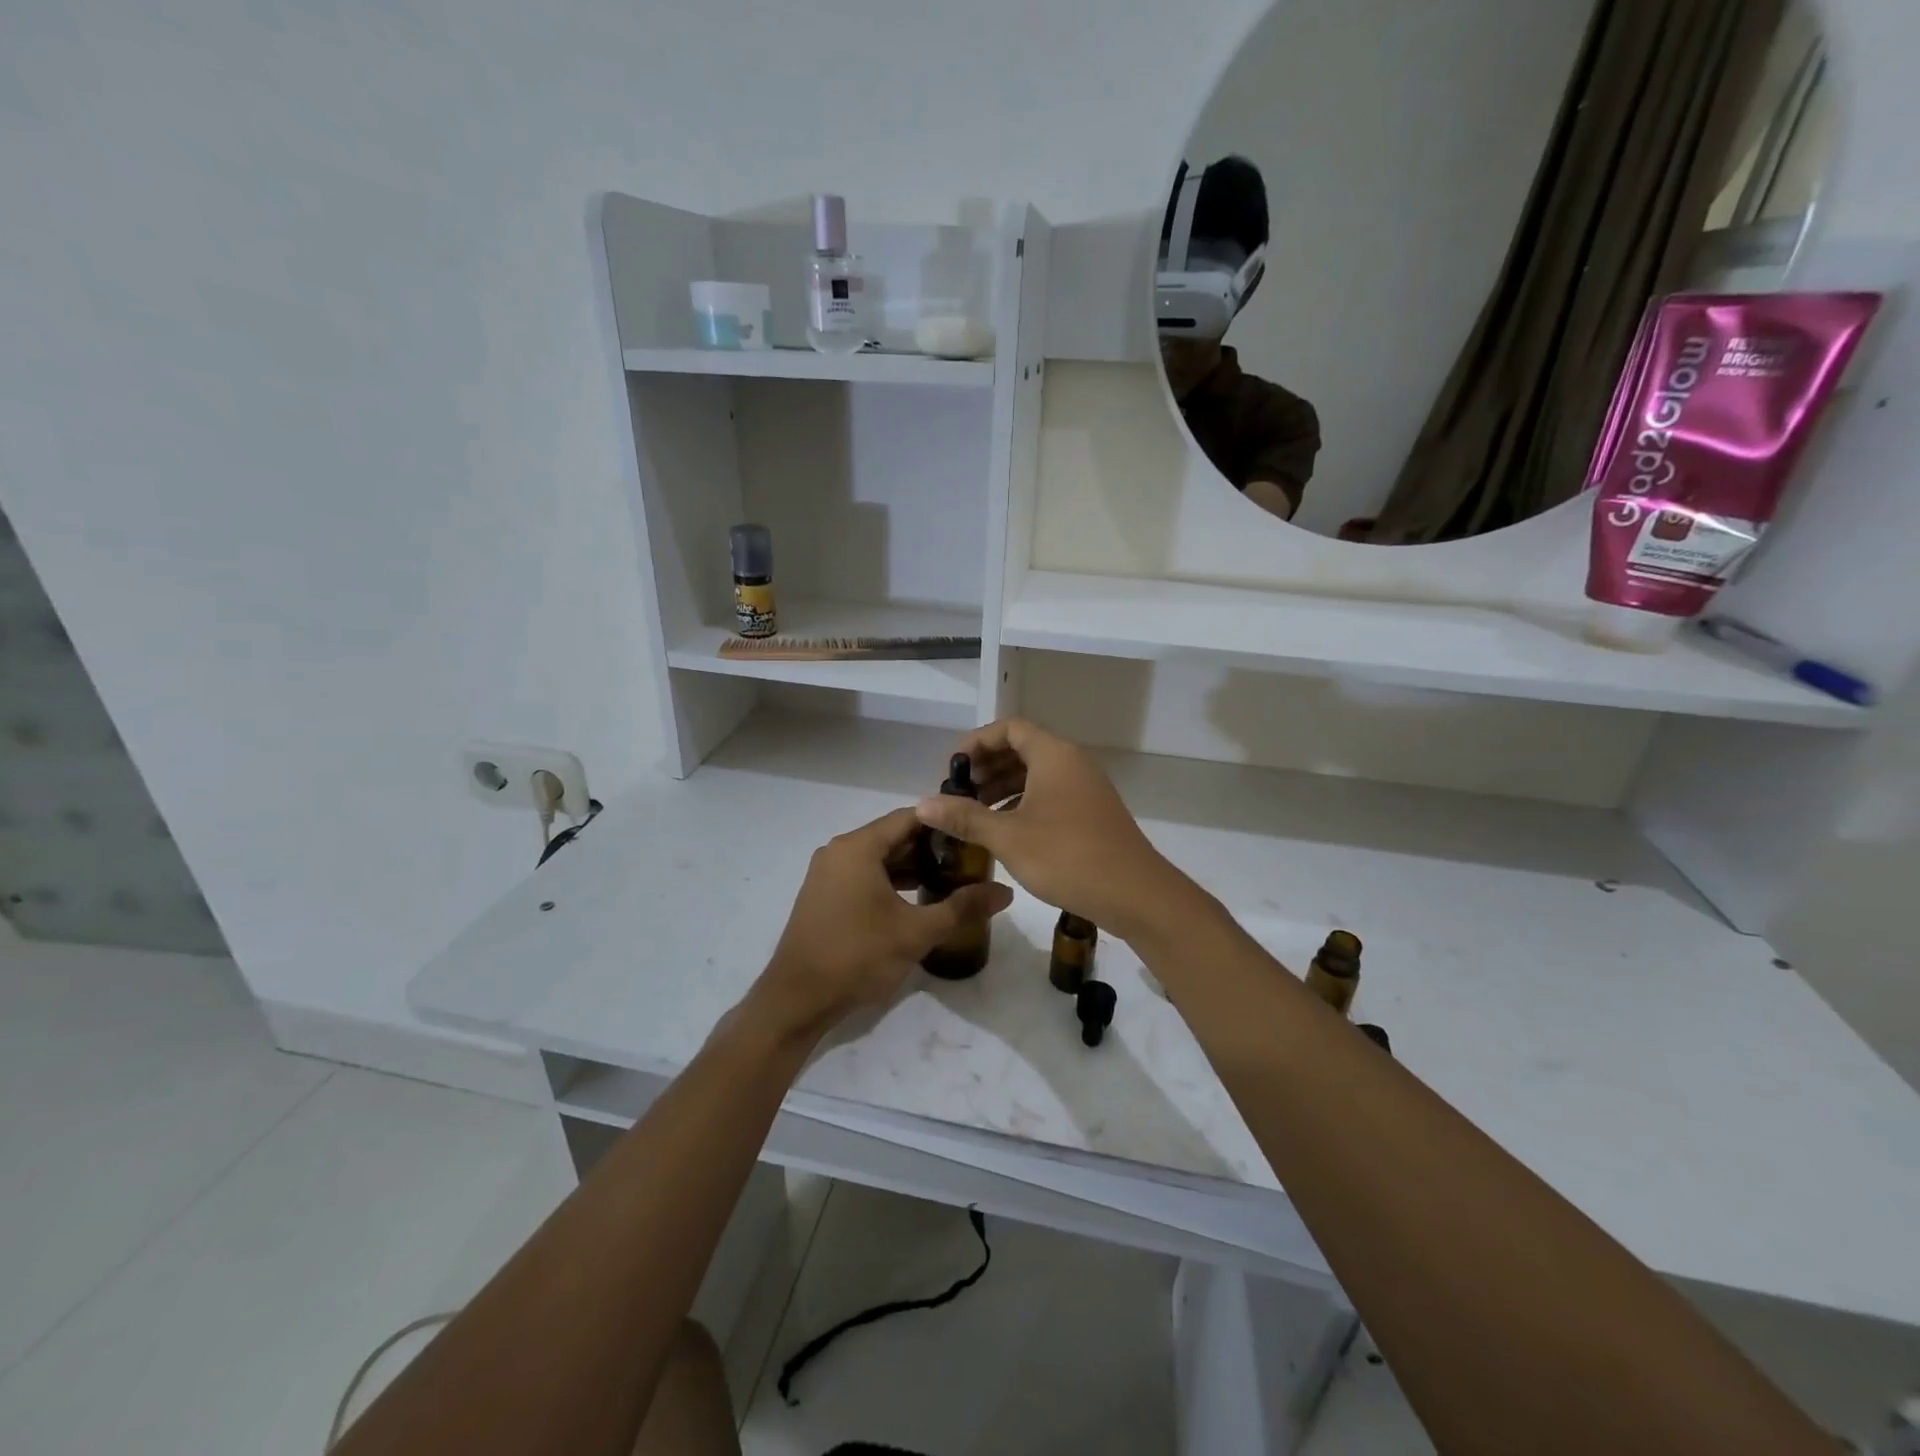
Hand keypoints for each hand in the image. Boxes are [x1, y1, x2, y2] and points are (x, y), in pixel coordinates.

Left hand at [757, 807, 1011, 1037]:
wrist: (797, 999)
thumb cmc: (857, 957)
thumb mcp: (916, 933)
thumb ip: (962, 908)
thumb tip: (1006, 892)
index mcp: (858, 847)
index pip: (910, 817)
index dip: (945, 823)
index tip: (975, 834)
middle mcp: (839, 850)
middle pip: (894, 836)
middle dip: (932, 848)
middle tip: (970, 861)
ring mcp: (827, 873)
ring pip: (879, 858)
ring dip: (912, 867)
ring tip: (951, 881)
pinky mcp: (824, 894)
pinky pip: (864, 874)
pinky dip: (890, 881)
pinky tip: (917, 900)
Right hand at [914, 718, 1184, 939]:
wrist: (1135, 894)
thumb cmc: (1067, 856)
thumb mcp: (1008, 836)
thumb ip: (965, 817)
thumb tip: (923, 804)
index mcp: (1054, 755)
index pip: (1009, 728)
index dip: (976, 743)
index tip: (952, 768)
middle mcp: (1072, 763)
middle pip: (1022, 749)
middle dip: (987, 767)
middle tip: (957, 793)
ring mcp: (1086, 788)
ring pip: (1037, 774)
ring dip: (1003, 787)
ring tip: (974, 812)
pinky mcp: (1092, 812)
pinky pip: (1050, 793)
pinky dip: (1023, 802)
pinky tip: (1005, 830)